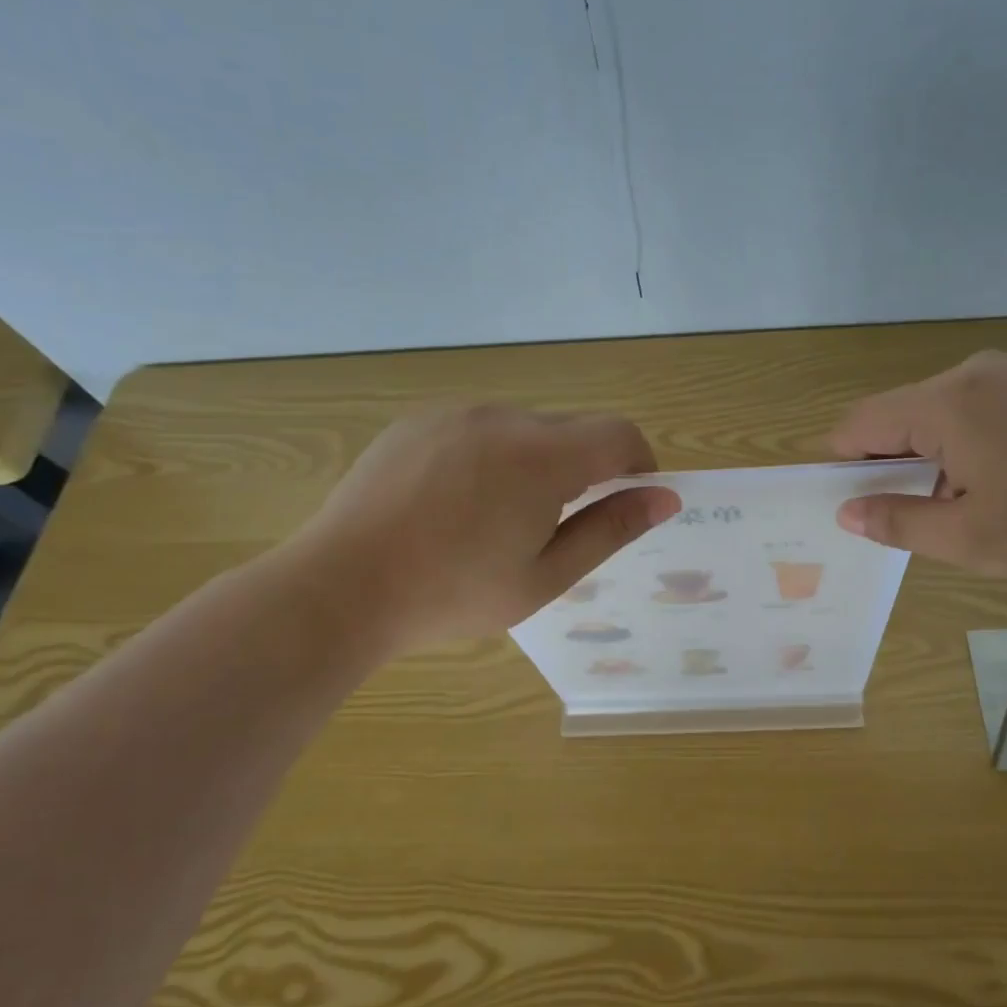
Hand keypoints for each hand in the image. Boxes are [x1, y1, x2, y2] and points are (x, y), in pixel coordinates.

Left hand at [283, 405, 679, 654]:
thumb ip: (610, 530)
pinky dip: (492, 454)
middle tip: (559, 524)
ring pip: (526, 427)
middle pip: (574, 428)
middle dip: (587, 467)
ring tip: (499, 518)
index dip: (639, 465)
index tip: (629, 501)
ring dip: (538, 460)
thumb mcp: (545, 576)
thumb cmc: (453, 593)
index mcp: (542, 456)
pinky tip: (457, 502)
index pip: (619, 435)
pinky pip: (479, 427)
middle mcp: (503, 417)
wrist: (341, 587)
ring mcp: (455, 413)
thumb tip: (665, 498)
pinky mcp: (418, 420)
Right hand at [829, 351, 1006, 580]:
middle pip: (901, 415)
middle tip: (921, 517)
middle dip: (895, 464)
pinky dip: (974, 442)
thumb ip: (898, 522)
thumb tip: (848, 512)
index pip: (860, 424)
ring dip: (937, 456)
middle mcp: (973, 371)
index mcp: (946, 403)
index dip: (845, 465)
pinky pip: (983, 407)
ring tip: (974, 504)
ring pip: (942, 412)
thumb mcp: (972, 538)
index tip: (859, 506)